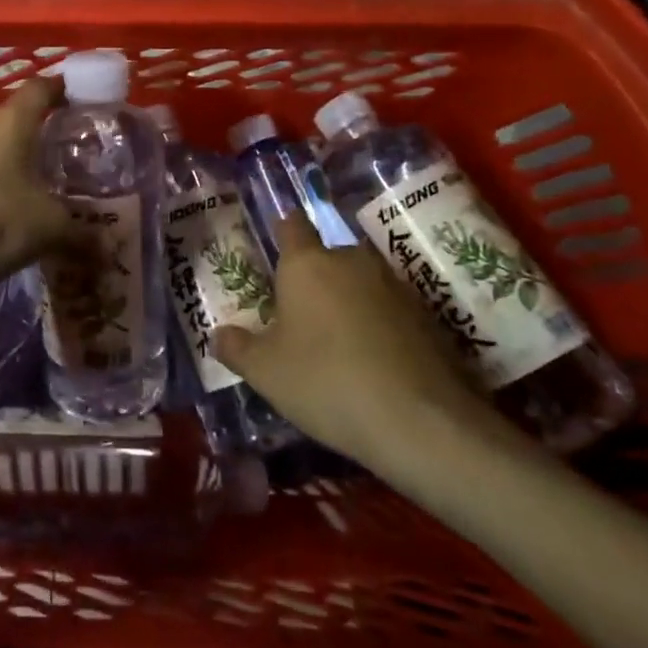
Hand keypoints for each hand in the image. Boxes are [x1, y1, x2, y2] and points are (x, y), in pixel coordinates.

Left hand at [0, 79, 74, 297]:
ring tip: (33, 178)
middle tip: (57, 145)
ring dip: (3, 154)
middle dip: (29, 124)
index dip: (62, 88)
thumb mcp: (46, 228)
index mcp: (10, 121)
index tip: (82, 95)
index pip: (40, 88)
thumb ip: (79, 235)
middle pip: (6, 112)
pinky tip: (5, 208)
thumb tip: (108, 251)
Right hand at [214, 215, 501, 471]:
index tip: (276, 244)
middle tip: (301, 313)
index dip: (282, 230)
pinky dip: (379, 324)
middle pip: (328, 256)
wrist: (421, 422)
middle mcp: (351, 261)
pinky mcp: (428, 315)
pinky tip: (374, 360)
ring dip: (349, 300)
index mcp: (307, 264)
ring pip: (361, 282)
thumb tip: (219, 335)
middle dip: (315, 277)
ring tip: (338, 341)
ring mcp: (394, 285)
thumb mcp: (266, 373)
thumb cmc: (327, 382)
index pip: (291, 225)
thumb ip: (237, 348)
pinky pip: (390, 309)